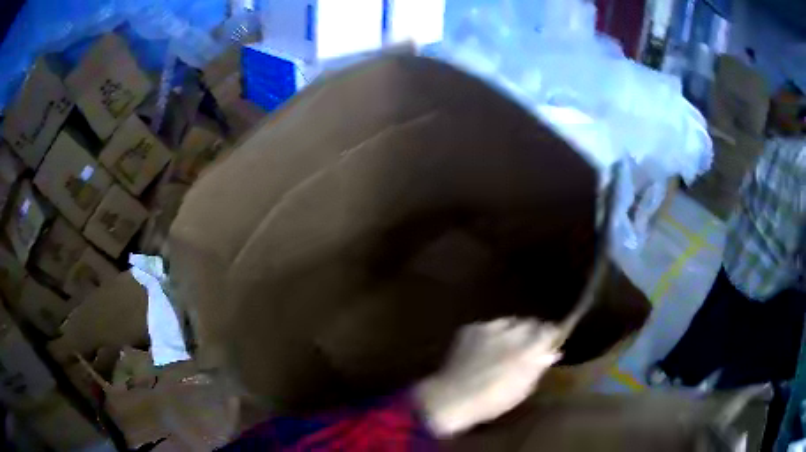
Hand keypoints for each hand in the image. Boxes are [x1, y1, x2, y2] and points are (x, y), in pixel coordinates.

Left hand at [414, 318, 561, 437]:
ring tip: (503, 347)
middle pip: (530, 323)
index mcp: (530, 349)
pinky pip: (488, 326)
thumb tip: (551, 352)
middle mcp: (513, 333)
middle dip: (531, 332)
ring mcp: (490, 327)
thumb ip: (538, 367)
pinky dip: (490, 334)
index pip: (549, 330)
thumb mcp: (523, 388)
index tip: (548, 343)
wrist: (453, 397)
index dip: (550, 335)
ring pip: (509, 322)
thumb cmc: (493, 401)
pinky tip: (483, 349)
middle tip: (526, 347)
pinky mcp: (472, 328)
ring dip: (511, 331)